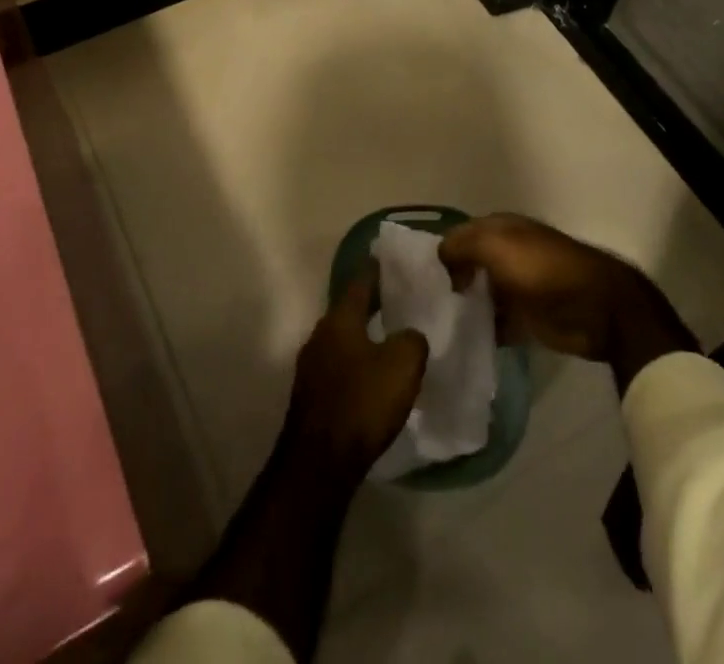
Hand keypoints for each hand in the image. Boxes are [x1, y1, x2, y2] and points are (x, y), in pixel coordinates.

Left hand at [282, 264, 428, 477]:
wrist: (320, 463)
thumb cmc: (363, 402)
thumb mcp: (403, 365)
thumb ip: (412, 339)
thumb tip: (409, 336)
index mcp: (340, 318)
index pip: (360, 281)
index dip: (377, 269)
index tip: (390, 260)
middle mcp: (320, 334)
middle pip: (349, 310)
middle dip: (371, 304)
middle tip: (398, 299)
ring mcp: (311, 366)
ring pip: (343, 339)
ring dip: (363, 336)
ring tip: (389, 338)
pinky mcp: (311, 396)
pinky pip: (339, 366)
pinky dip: (356, 363)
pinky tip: (373, 376)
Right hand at [438, 214, 696, 391]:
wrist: (596, 308)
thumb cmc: (542, 269)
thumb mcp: (496, 246)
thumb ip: (461, 246)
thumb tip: (437, 257)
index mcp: (499, 228)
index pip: (457, 236)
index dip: (436, 254)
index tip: (411, 280)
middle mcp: (505, 252)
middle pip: (466, 266)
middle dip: (445, 282)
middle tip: (416, 308)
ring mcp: (516, 286)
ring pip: (478, 294)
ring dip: (461, 308)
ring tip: (431, 329)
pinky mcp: (525, 318)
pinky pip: (494, 322)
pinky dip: (479, 330)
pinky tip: (459, 343)